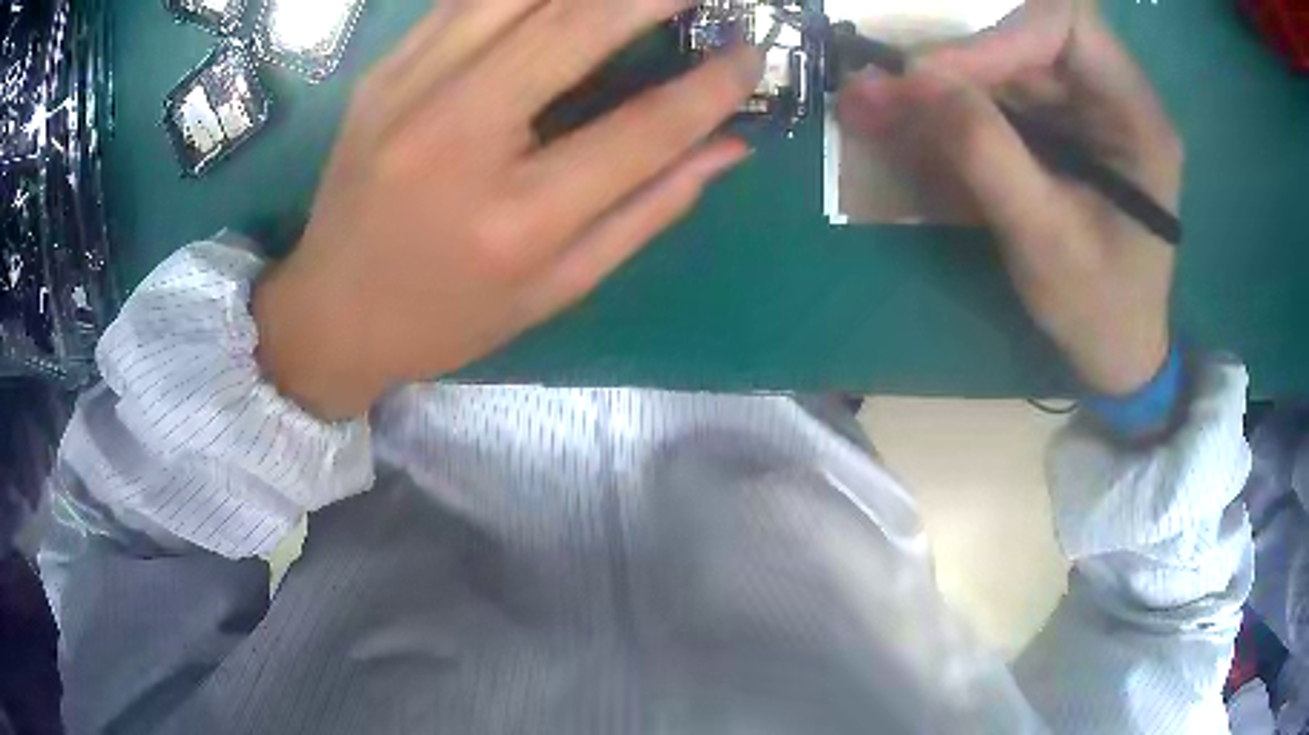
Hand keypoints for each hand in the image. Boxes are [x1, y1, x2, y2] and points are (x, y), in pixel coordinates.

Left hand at [254, 0, 761, 418]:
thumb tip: (730, 146)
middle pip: (579, 27)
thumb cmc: (446, 318)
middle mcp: (460, 137)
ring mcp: (410, 90)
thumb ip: (649, 210)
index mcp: (516, 218)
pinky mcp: (385, 70)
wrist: (329, 311)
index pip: (644, 128)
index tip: (753, 56)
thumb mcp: (557, 290)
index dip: (711, 87)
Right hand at [838, 0, 1180, 395]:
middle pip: (1026, 36)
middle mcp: (1112, 94)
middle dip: (957, 60)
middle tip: (888, 90)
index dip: (1000, 34)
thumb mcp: (1045, 239)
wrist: (1117, 352)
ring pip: (1005, 64)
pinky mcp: (1059, 128)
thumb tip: (913, 78)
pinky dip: (951, 108)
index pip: (1065, 21)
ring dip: (941, 83)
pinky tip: (906, 124)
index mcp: (1135, 114)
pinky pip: (1000, 97)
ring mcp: (1083, 109)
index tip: (938, 75)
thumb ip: (986, 153)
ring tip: (874, 104)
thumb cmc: (1099, 307)